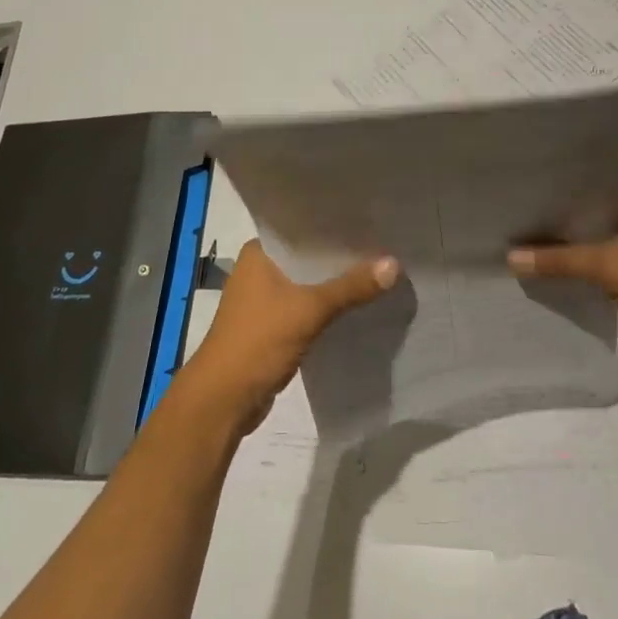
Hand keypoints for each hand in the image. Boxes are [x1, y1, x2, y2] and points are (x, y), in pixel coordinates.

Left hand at [176, 240, 398, 431]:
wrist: (223, 401)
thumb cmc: (258, 342)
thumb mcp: (309, 310)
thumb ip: (351, 287)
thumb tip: (394, 264)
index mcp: (259, 253)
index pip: (302, 227)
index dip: (335, 225)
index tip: (371, 218)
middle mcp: (259, 269)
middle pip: (308, 256)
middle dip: (341, 256)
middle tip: (384, 243)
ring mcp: (264, 299)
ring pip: (309, 283)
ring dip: (336, 283)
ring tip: (378, 270)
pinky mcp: (272, 326)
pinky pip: (307, 306)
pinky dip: (328, 306)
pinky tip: (358, 304)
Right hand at [508, 174, 617, 366]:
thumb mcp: (609, 265)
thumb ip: (558, 259)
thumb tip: (509, 257)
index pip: (590, 175)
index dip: (556, 181)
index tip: (520, 183)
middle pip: (588, 205)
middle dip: (556, 213)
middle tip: (513, 209)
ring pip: (593, 232)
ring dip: (565, 239)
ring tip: (520, 234)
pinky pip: (599, 255)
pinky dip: (577, 260)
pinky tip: (545, 262)